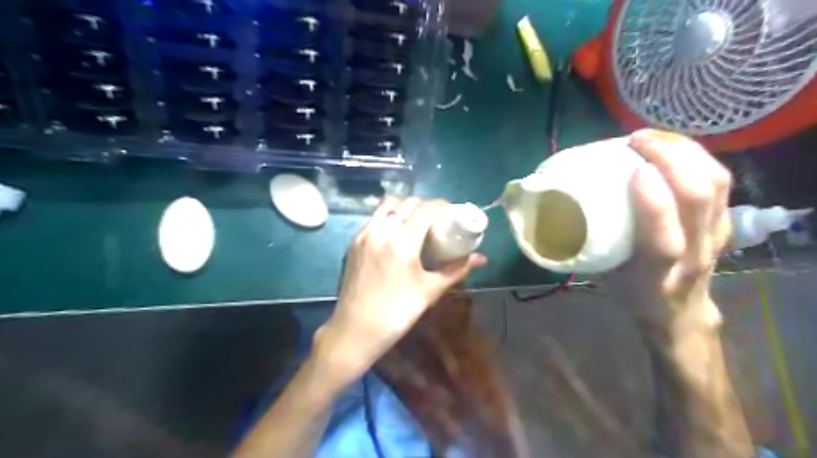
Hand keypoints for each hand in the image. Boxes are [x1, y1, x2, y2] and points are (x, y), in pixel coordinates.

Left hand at [313, 197, 483, 381]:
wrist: (356, 330)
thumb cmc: (397, 313)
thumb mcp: (430, 291)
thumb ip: (456, 270)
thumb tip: (481, 258)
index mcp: (402, 242)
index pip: (425, 209)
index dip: (442, 206)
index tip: (452, 213)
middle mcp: (381, 231)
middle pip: (407, 203)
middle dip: (426, 205)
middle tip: (438, 219)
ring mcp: (364, 234)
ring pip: (387, 205)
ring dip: (406, 206)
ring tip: (417, 221)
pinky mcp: (354, 242)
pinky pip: (375, 217)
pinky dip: (389, 215)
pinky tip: (398, 232)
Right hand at [606, 130, 733, 330]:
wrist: (678, 311)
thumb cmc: (631, 292)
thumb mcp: (603, 276)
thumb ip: (588, 243)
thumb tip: (561, 205)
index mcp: (657, 274)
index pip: (664, 239)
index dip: (654, 203)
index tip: (634, 169)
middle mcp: (693, 254)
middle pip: (698, 199)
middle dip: (671, 159)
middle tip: (636, 140)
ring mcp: (715, 235)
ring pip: (715, 184)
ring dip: (685, 151)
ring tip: (652, 137)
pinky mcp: (724, 221)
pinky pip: (720, 181)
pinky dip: (696, 156)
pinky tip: (672, 147)